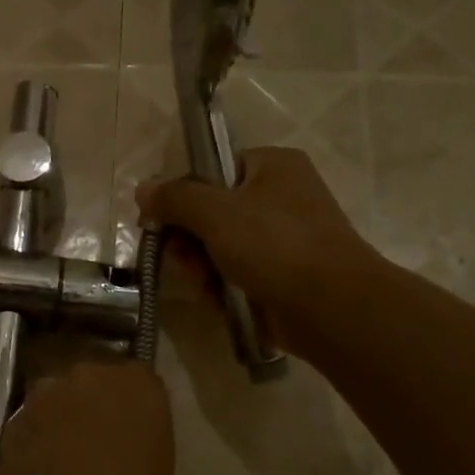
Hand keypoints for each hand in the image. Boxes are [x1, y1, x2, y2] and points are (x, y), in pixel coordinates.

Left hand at [0, 361, 174, 474]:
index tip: (132, 435)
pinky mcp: (12, 422)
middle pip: (92, 384)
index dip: (133, 409)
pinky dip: (35, 443)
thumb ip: (142, 444)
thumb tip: (126, 448)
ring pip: (56, 402)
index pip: (139, 381)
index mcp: (138, 385)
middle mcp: (90, 376)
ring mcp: (45, 397)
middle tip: (98, 449)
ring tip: (64, 466)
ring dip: (60, 423)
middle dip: (94, 408)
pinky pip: (30, 426)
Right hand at [136, 147, 373, 358]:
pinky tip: (215, 300)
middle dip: (189, 239)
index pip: (214, 168)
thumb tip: (143, 189)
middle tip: (179, 258)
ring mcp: (284, 239)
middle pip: (213, 211)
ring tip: (201, 284)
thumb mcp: (216, 213)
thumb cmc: (275, 246)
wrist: (332, 308)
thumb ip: (175, 198)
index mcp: (273, 166)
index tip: (160, 219)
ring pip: (222, 247)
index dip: (183, 193)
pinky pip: (238, 274)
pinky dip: (223, 286)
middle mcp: (281, 197)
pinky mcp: (283, 276)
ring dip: (202, 266)